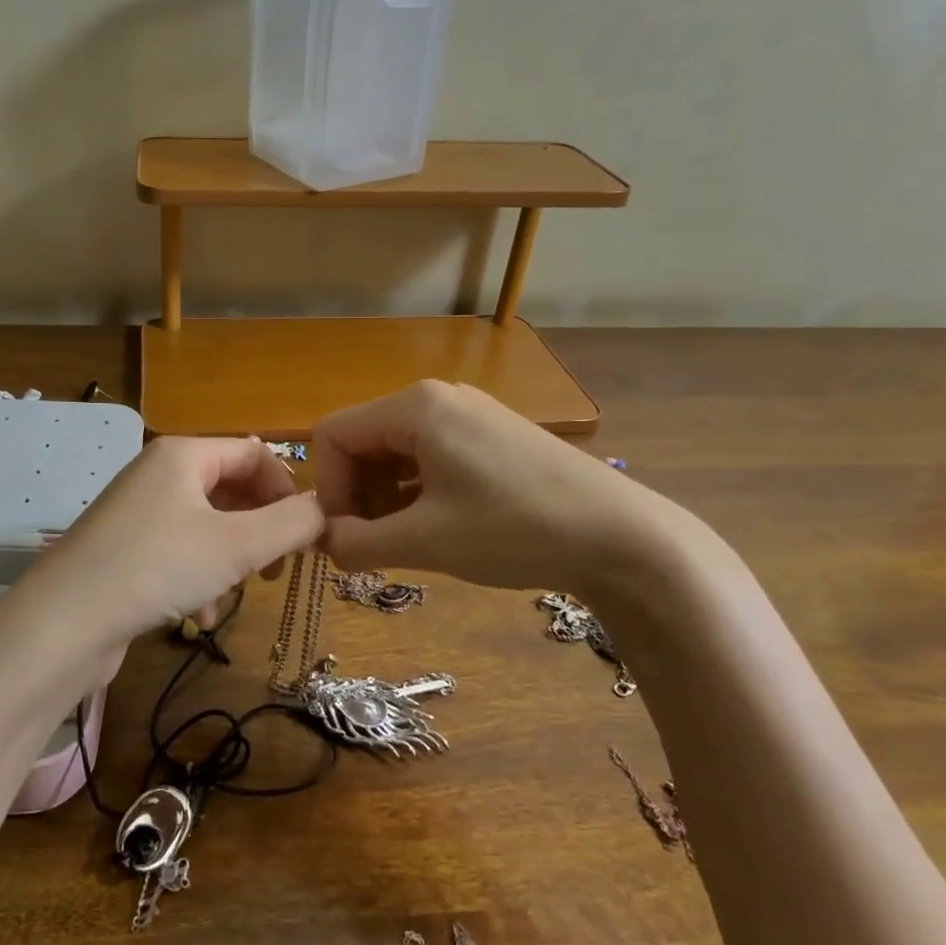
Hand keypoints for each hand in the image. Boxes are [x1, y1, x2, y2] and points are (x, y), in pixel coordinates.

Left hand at [32, 436, 323, 651]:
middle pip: (231, 489)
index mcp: (184, 454)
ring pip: (208, 525)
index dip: (287, 489)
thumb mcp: (237, 545)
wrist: (62, 623)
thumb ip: (291, 523)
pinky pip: (179, 550)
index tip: (305, 534)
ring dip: (232, 558)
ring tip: (237, 593)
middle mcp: (159, 473)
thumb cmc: (156, 567)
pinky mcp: (124, 547)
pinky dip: (199, 575)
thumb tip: (326, 510)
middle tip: (278, 568)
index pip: (254, 453)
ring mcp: (137, 510)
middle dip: (260, 528)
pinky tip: (198, 614)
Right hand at [312, 381, 693, 595]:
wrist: (623, 536)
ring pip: (397, 450)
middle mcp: (437, 398)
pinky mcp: (492, 435)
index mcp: (414, 407)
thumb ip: (358, 542)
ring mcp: (469, 414)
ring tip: (402, 542)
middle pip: (364, 440)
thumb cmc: (514, 530)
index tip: (341, 538)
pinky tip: (434, 527)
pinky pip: (430, 455)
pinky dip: (416, 490)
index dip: (326, 488)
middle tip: (369, 546)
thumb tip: (323, 542)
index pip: (334, 435)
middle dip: (356, 494)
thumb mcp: (426, 541)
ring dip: (384, 496)